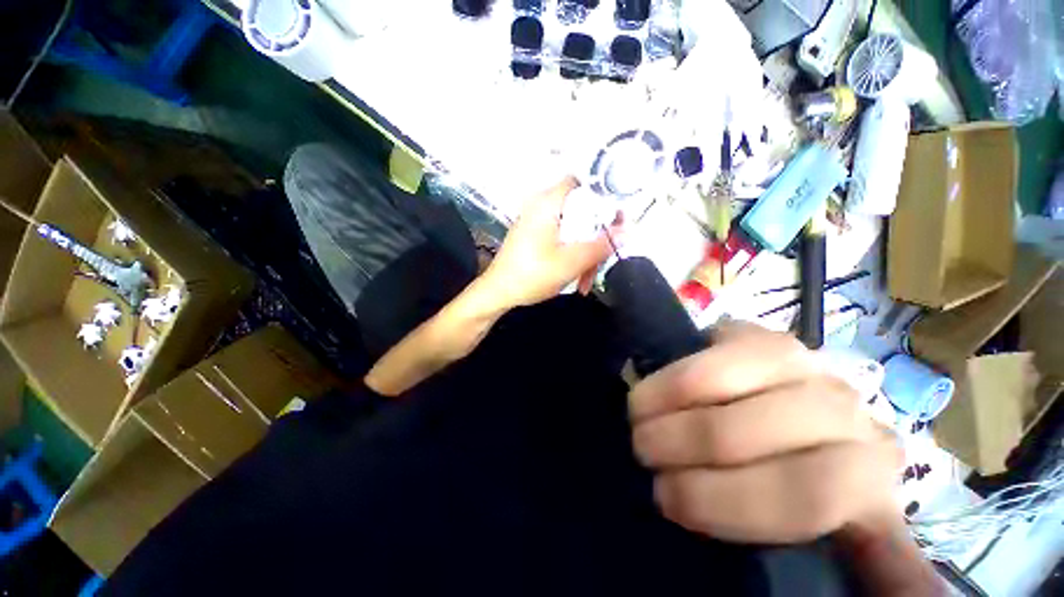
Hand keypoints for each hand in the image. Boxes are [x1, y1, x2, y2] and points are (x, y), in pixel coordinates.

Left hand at [482, 177, 619, 308]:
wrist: (498, 293)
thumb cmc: (532, 275)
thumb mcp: (571, 262)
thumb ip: (601, 245)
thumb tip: (628, 230)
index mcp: (548, 203)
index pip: (583, 182)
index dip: (605, 196)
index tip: (618, 219)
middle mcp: (542, 206)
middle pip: (581, 210)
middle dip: (596, 237)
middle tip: (604, 258)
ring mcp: (537, 222)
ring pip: (573, 228)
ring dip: (585, 252)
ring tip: (587, 281)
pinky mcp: (535, 236)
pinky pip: (562, 238)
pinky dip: (572, 254)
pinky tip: (577, 278)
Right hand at [629, 323, 942, 594]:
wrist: (794, 411)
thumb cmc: (805, 480)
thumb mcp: (848, 533)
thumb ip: (882, 566)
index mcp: (867, 468)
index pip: (809, 489)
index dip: (729, 501)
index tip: (671, 503)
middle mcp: (839, 406)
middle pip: (744, 430)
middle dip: (682, 448)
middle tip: (643, 456)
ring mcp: (794, 357)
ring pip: (715, 380)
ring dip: (666, 405)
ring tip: (636, 420)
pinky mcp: (755, 332)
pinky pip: (706, 349)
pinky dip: (671, 375)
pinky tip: (649, 392)